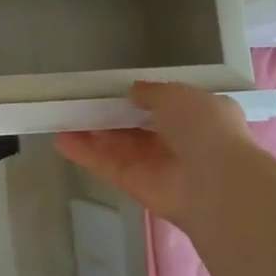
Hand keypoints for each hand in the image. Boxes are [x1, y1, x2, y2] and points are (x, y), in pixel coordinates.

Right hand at [55, 80, 256, 230]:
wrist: (215, 183)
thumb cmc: (203, 128)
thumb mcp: (178, 95)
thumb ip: (152, 92)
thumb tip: (134, 92)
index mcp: (198, 118)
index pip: (166, 107)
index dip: (141, 99)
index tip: (115, 90)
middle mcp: (178, 143)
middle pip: (136, 128)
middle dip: (111, 115)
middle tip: (81, 101)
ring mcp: (156, 166)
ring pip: (118, 146)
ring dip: (92, 132)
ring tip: (62, 116)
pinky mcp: (135, 185)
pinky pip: (107, 165)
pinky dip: (85, 153)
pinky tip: (60, 140)